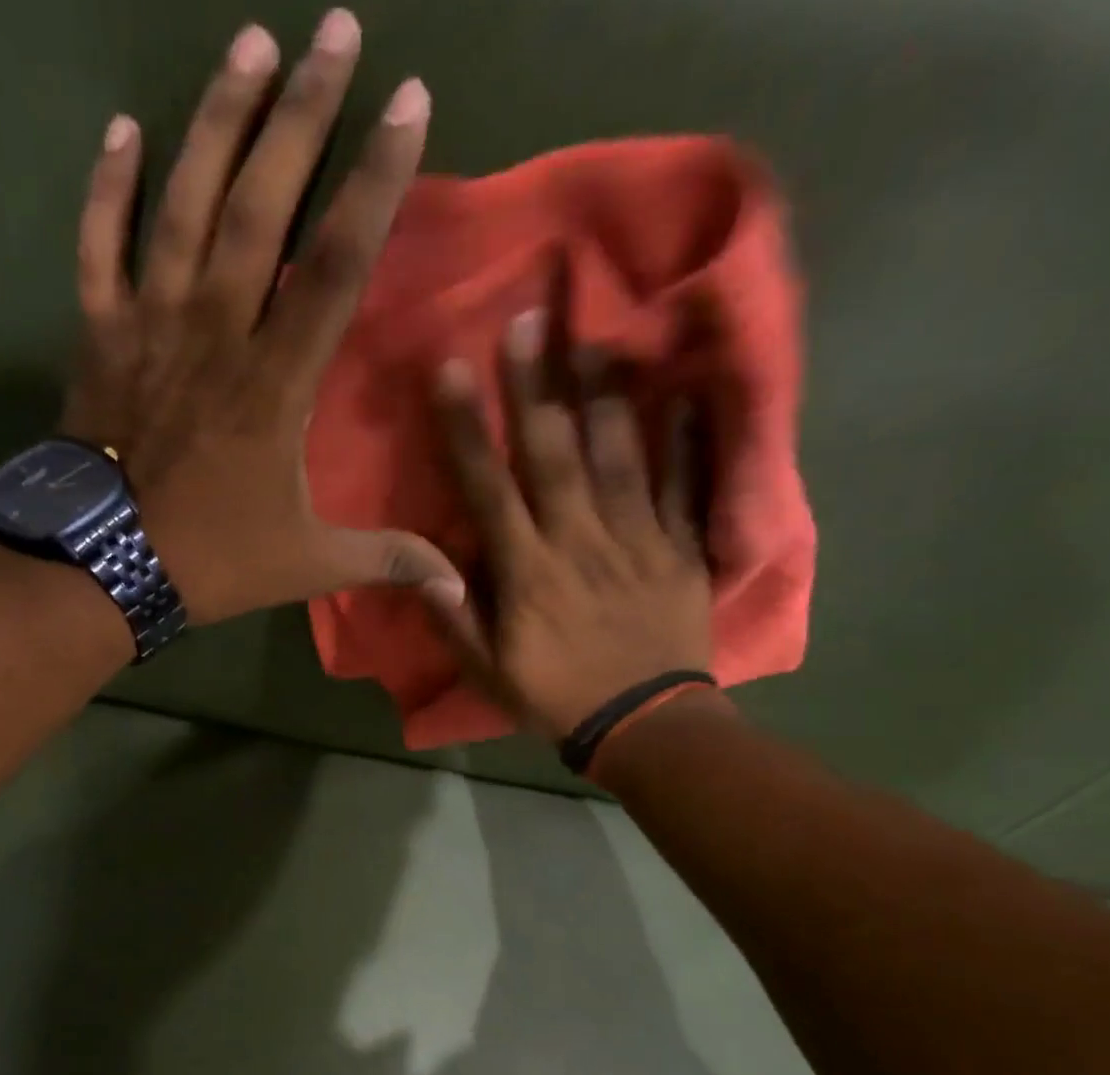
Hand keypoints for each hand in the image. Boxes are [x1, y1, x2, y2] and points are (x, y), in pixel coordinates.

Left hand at [57, 11, 462, 624]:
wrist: (102, 569)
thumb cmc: (210, 560)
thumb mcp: (308, 564)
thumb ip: (384, 559)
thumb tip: (458, 584)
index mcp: (274, 381)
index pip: (336, 262)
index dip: (375, 180)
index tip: (408, 102)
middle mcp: (215, 330)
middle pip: (263, 204)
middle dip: (304, 114)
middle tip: (336, 30)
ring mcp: (150, 323)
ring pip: (184, 202)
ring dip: (219, 120)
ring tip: (252, 45)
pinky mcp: (99, 334)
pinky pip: (100, 243)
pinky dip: (109, 186)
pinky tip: (126, 130)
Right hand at [425, 308, 716, 739]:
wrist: (644, 724)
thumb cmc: (555, 696)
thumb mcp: (489, 673)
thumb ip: (456, 620)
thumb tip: (423, 570)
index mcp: (527, 571)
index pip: (489, 487)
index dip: (467, 428)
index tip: (452, 371)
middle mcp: (578, 540)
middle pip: (553, 453)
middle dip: (536, 385)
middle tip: (530, 316)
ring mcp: (635, 539)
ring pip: (618, 455)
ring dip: (605, 392)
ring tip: (597, 332)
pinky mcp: (680, 548)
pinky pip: (684, 486)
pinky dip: (687, 438)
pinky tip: (685, 390)